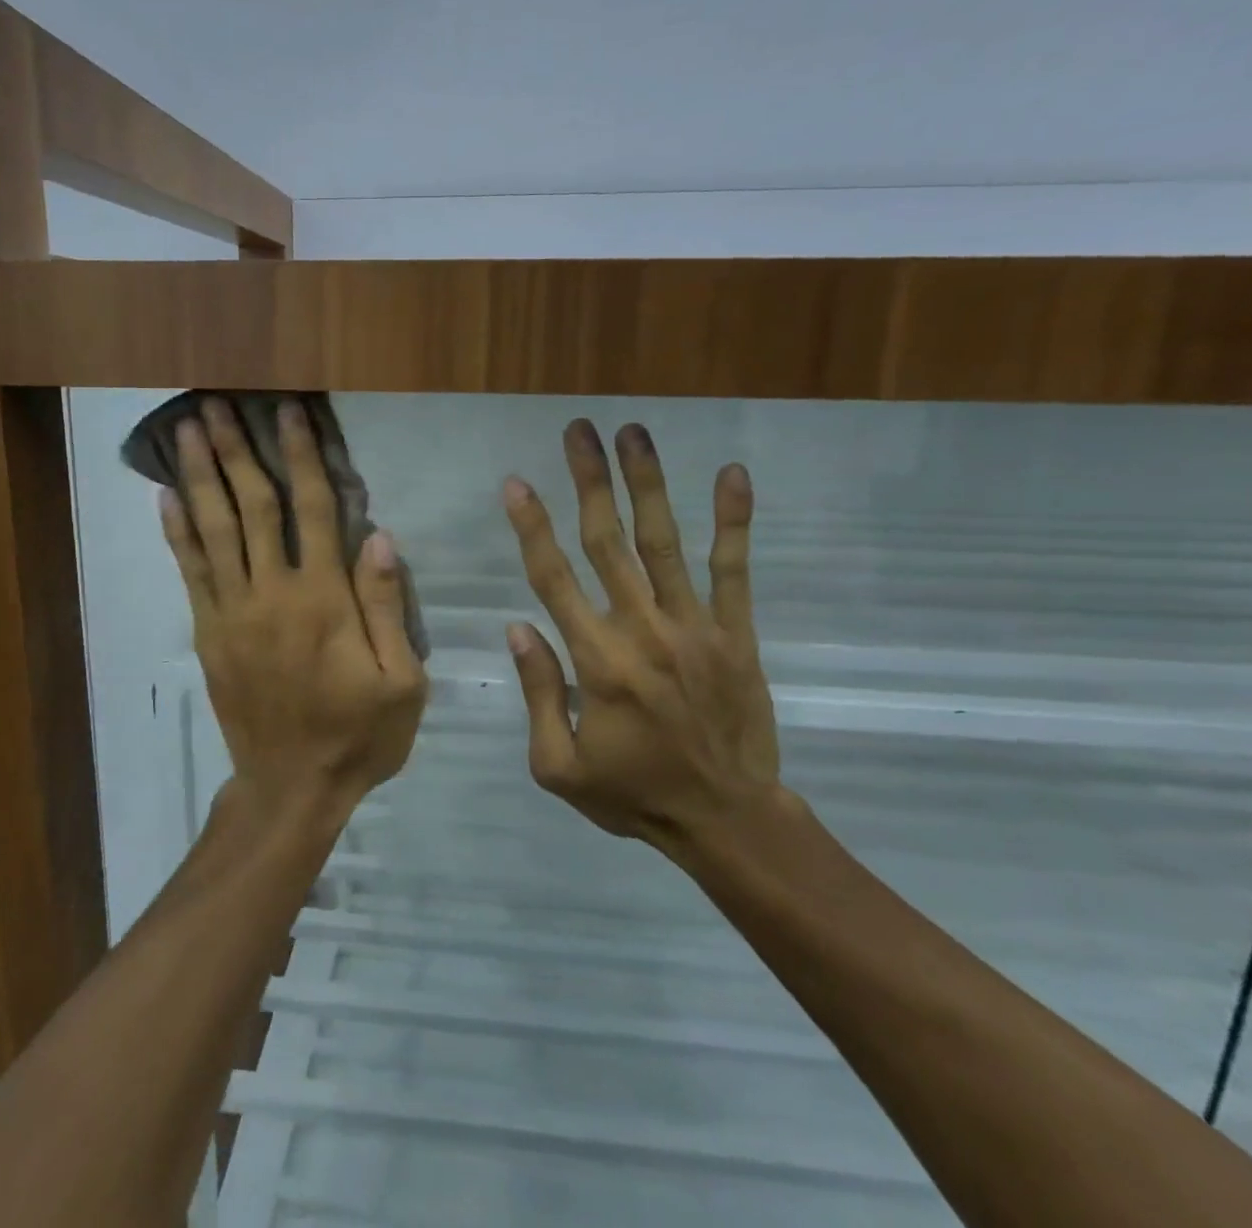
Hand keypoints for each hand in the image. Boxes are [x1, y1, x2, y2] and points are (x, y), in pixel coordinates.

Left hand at [160, 398, 427, 824]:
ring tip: (185, 431)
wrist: (291, 788)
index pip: (313, 510)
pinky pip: (191, 572)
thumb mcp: (402, 681)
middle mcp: (272, 593)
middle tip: (216, 403)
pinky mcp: (209, 633)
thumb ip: (386, 606)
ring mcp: (232, 612)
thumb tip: (378, 535)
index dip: (300, 456)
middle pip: (252, 506)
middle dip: (235, 450)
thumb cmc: (358, 735)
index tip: (288, 413)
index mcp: (324, 599)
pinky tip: (166, 497)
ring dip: (199, 477)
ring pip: (214, 530)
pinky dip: (178, 532)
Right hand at [501, 419, 784, 856]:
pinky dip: (734, 521)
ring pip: (663, 542)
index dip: (531, 526)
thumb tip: (518, 626)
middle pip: (607, 542)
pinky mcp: (735, 633)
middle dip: (589, 482)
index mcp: (595, 660)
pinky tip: (732, 474)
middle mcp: (641, 630)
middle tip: (578, 431)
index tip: (516, 482)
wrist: (726, 819)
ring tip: (634, 433)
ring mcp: (693, 627)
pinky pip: (733, 569)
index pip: (553, 578)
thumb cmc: (633, 794)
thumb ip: (536, 692)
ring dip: (647, 484)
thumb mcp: (557, 767)